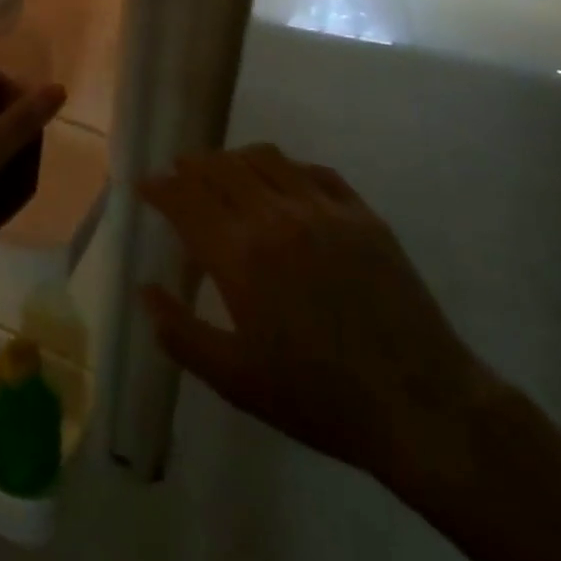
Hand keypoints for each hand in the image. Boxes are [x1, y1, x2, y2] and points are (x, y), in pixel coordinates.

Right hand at [142, 144, 505, 503]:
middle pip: (222, 169)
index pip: (186, 199)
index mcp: (240, 254)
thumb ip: (180, 332)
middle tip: (178, 173)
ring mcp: (323, 209)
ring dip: (234, 158)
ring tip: (223, 170)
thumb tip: (145, 290)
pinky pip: (313, 171)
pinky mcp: (361, 213)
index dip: (160, 187)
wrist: (416, 402)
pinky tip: (282, 182)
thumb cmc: (316, 397)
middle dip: (192, 166)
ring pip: (266, 159)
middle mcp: (276, 216)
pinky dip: (285, 167)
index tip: (144, 184)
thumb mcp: (234, 378)